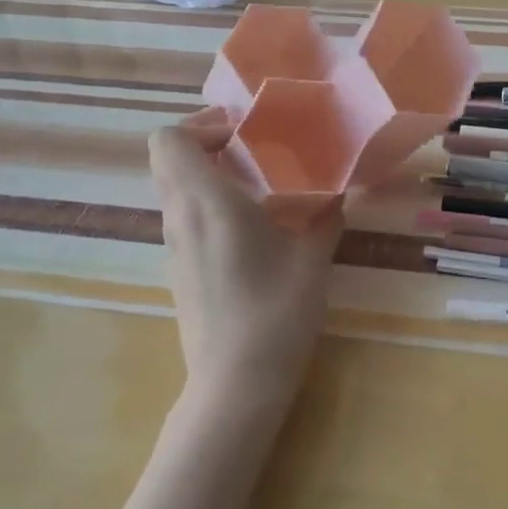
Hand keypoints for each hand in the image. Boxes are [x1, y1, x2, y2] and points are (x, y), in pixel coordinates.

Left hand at [148, 109, 344, 414]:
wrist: (236, 383)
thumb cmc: (276, 312)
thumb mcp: (313, 257)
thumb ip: (325, 215)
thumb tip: (338, 191)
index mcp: (206, 201)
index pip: (169, 139)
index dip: (202, 125)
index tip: (245, 134)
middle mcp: (180, 217)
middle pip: (169, 159)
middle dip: (208, 144)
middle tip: (255, 151)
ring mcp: (173, 246)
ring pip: (175, 188)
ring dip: (209, 176)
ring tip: (259, 187)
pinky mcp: (178, 269)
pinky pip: (184, 217)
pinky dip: (209, 206)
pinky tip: (251, 229)